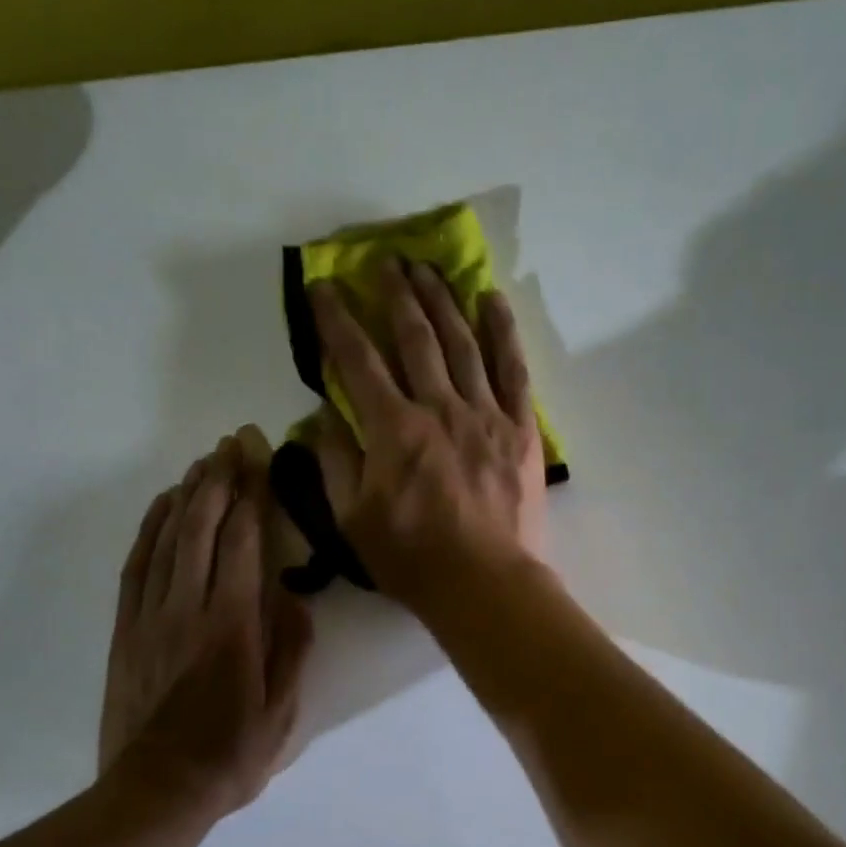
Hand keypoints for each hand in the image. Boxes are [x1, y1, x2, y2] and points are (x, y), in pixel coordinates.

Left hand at [99, 431, 313, 821]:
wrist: (156, 790)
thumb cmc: (231, 754)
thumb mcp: (283, 711)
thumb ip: (291, 648)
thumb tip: (294, 597)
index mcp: (232, 627)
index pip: (242, 544)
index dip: (251, 496)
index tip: (258, 459)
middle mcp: (188, 609)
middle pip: (201, 528)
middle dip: (219, 480)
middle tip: (233, 443)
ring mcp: (150, 616)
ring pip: (167, 538)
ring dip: (187, 494)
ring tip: (204, 462)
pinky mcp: (126, 628)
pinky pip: (136, 564)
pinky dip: (151, 528)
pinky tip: (165, 507)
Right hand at [308, 259, 547, 612]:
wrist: (485, 585)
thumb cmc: (412, 560)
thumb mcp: (353, 520)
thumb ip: (336, 461)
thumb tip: (324, 415)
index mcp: (393, 430)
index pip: (358, 360)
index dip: (337, 320)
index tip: (324, 287)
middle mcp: (439, 408)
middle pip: (415, 337)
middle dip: (395, 295)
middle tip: (384, 261)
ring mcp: (485, 415)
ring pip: (462, 343)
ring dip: (442, 300)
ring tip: (428, 267)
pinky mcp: (521, 429)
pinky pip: (513, 370)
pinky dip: (502, 332)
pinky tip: (491, 300)